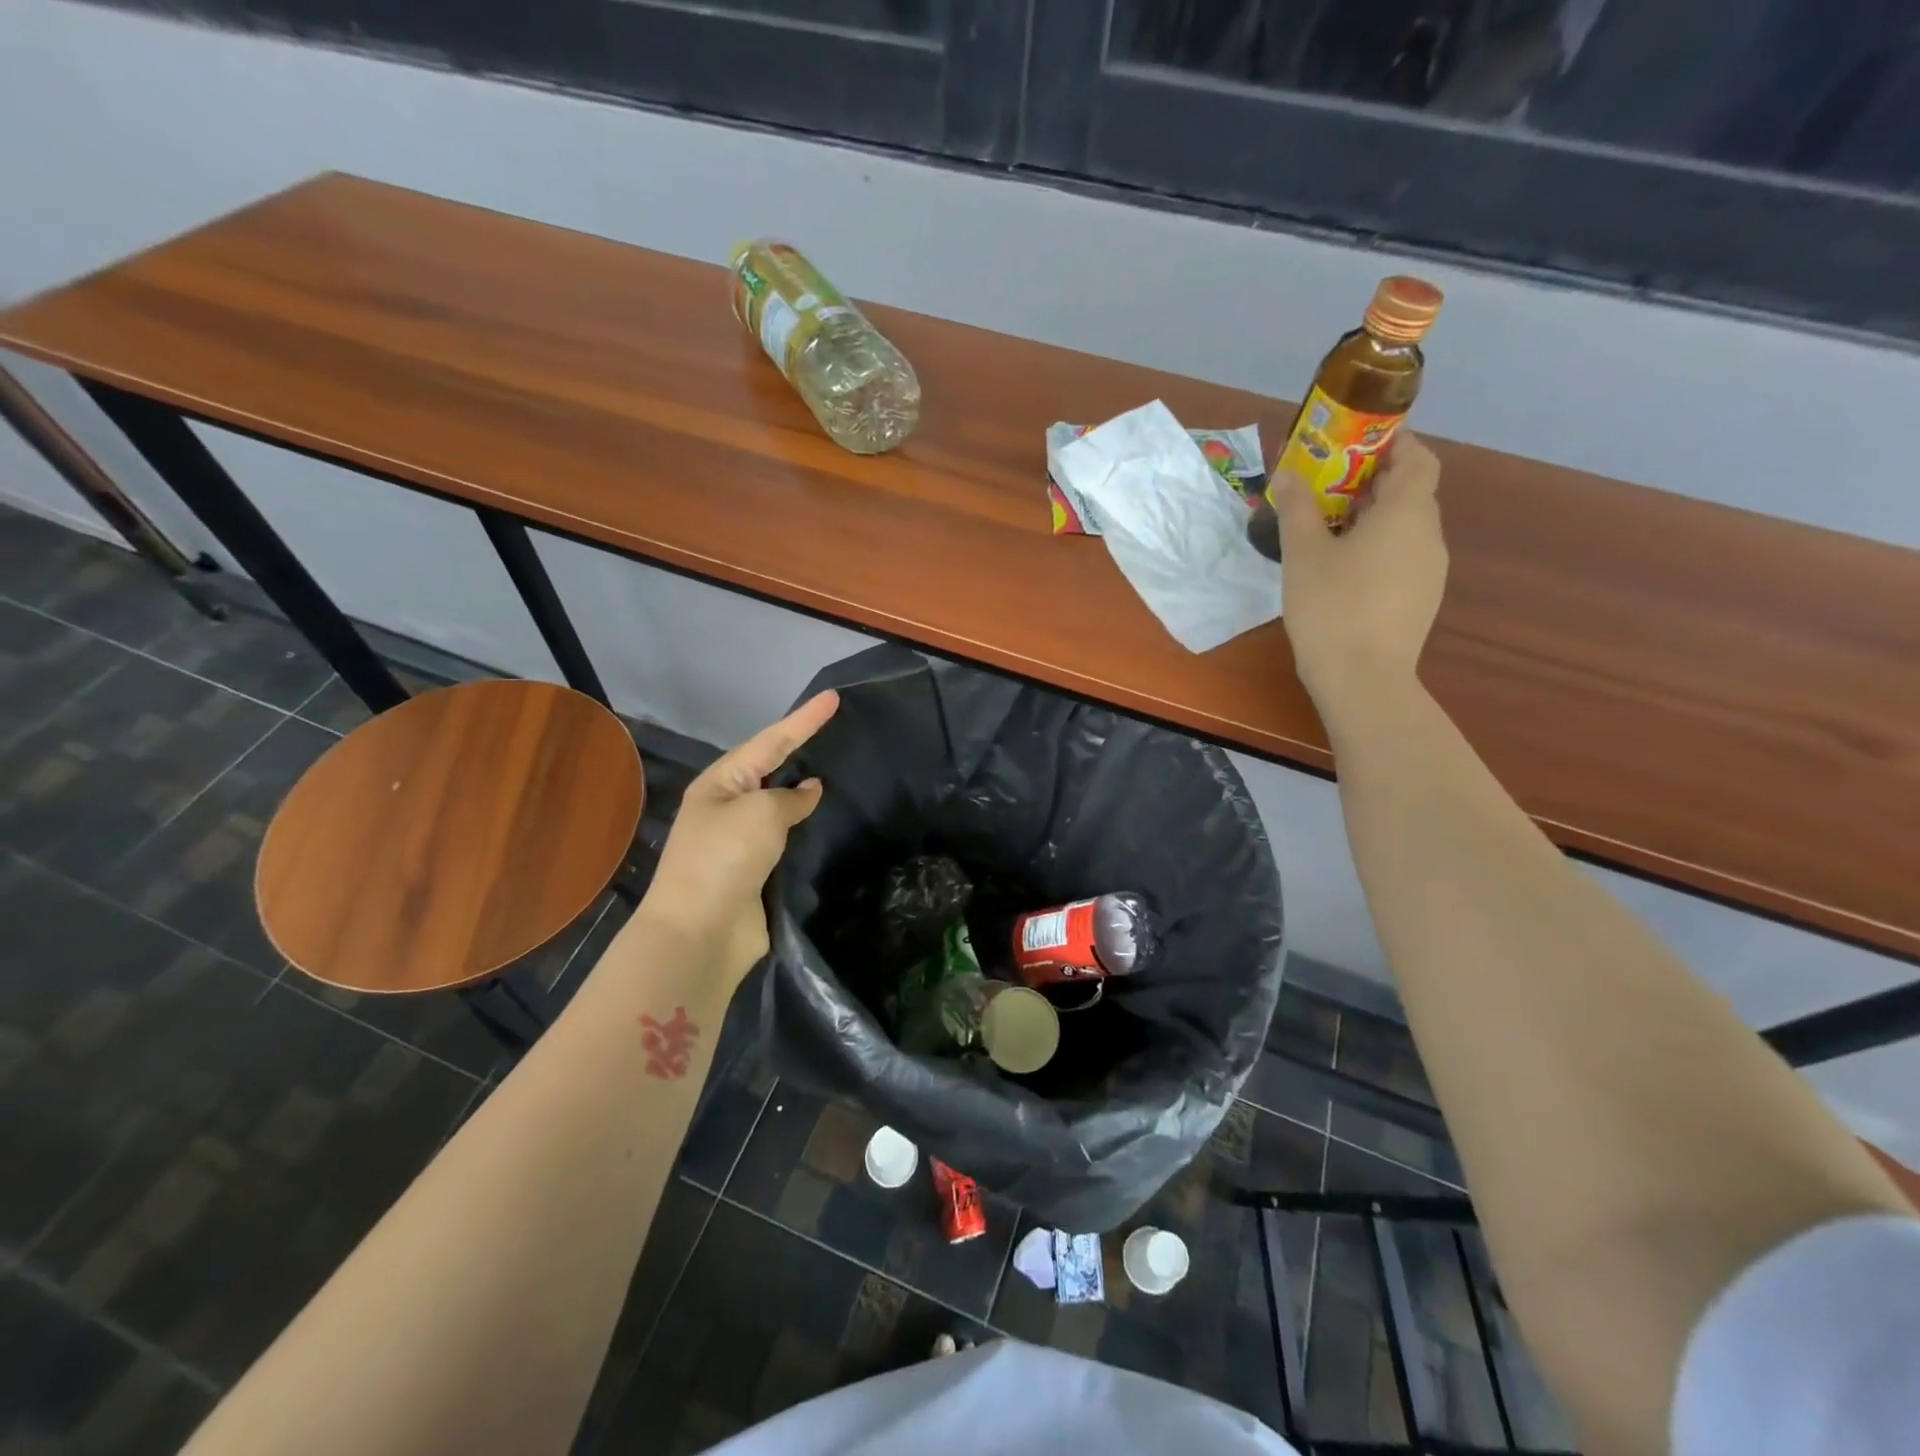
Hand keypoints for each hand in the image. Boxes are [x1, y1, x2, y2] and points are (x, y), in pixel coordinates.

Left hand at [639, 691, 838, 979]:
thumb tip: (810, 791)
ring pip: (782, 805)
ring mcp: (743, 841)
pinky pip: (789, 838)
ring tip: (841, 771)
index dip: (804, 719)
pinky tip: (831, 821)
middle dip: (802, 749)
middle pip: (773, 769)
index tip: (834, 697)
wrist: (702, 932)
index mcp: (721, 783)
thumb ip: (791, 797)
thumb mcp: (761, 813)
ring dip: (807, 791)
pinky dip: (808, 828)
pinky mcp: (759, 871)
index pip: (771, 741)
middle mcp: (729, 807)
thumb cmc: (725, 858)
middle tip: (838, 730)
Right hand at [1274, 432, 1446, 720]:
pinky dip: (1379, 548)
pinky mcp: (1421, 600)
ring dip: (1374, 518)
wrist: (1363, 678)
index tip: (1358, 442)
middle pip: (1411, 492)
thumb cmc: (1332, 606)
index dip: (1395, 443)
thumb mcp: (1304, 553)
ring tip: (1330, 529)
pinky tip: (1344, 571)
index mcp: (1407, 513)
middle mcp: (1429, 535)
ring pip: (1406, 528)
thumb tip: (1288, 473)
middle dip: (1373, 482)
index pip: (1418, 458)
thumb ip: (1297, 508)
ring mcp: (1430, 570)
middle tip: (1329, 486)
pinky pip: (1403, 557)